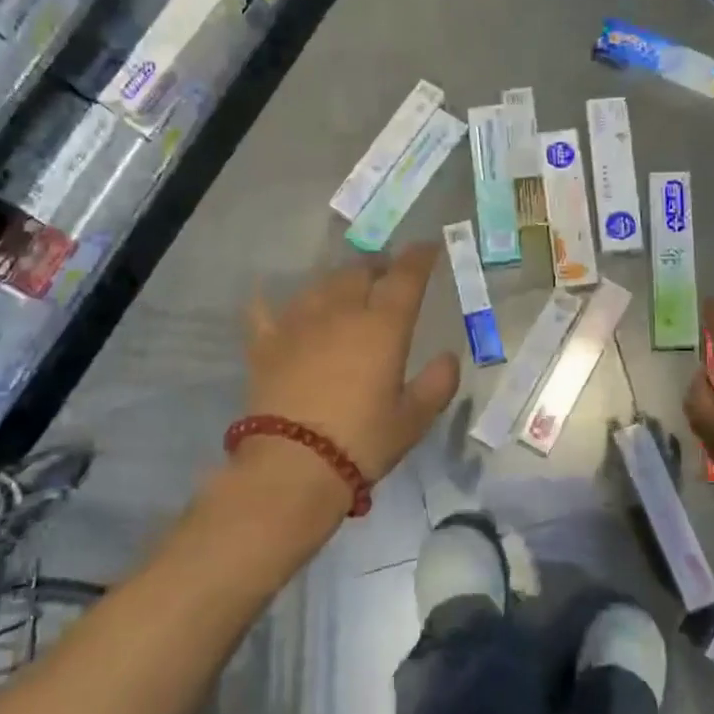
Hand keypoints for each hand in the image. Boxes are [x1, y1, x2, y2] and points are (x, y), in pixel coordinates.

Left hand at [241, 244, 460, 515]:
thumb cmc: (362, 441)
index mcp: (383, 326)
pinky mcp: (265, 344)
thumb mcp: (413, 419)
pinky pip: (264, 310)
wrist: (292, 466)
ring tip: (344, 289)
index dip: (419, 257)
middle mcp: (340, 312)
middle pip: (359, 273)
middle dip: (377, 267)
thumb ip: (437, 384)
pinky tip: (269, 297)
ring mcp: (298, 324)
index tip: (428, 247)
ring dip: (337, 281)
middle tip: (386, 275)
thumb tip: (449, 358)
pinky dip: (270, 300)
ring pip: (319, 285)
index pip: (405, 277)